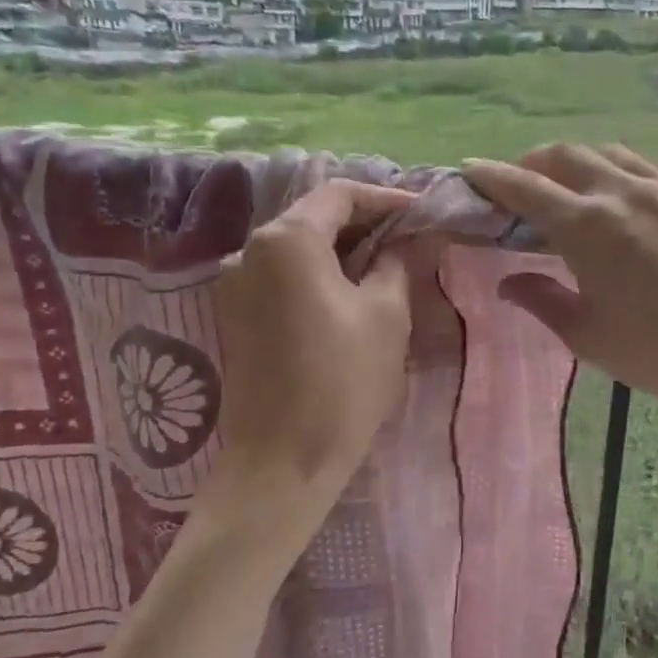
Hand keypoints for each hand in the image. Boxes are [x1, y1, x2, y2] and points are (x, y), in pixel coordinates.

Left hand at [211, 180, 416, 536]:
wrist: (281, 462)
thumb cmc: (342, 382)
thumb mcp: (385, 315)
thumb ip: (396, 263)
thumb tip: (407, 240)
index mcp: (286, 240)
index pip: (340, 194)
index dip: (386, 199)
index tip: (423, 213)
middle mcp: (249, 250)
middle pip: (314, 217)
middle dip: (364, 223)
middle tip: (410, 238)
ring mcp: (235, 284)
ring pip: (297, 248)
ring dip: (342, 249)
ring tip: (387, 265)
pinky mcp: (235, 315)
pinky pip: (282, 276)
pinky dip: (318, 274)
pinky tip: (351, 292)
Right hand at [463, 145, 657, 439]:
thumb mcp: (590, 338)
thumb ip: (542, 301)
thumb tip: (509, 282)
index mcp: (589, 227)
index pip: (526, 188)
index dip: (492, 177)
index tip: (471, 171)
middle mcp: (627, 191)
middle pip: (567, 155)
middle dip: (535, 162)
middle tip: (525, 184)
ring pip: (616, 153)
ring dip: (586, 164)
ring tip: (581, 188)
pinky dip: (636, 175)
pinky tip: (640, 198)